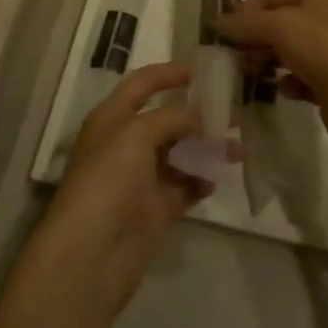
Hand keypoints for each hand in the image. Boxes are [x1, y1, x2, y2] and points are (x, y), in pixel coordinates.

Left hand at [27, 64, 207, 319]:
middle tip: (232, 114)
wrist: (90, 256)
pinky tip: (217, 179)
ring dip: (205, 149)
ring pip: (179, 154)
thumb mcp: (137, 134)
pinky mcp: (154, 211)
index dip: (168, 73)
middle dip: (197, 115)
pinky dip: (200, 181)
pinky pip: (183, 187)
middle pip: (165, 120)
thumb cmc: (108, 180)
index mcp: (112, 118)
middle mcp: (125, 144)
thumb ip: (172, 117)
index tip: (201, 70)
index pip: (141, 84)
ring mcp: (140, 179)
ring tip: (237, 150)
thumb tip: (200, 117)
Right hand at [212, 0, 327, 149]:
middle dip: (254, 39)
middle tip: (230, 56)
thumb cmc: (323, 48)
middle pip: (280, 25)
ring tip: (246, 74)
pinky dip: (288, 83)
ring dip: (267, 61)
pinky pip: (302, 79)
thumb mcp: (279, 26)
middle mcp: (326, 18)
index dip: (246, 12)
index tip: (221, 32)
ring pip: (290, 52)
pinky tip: (279, 90)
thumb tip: (215, 22)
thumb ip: (246, 24)